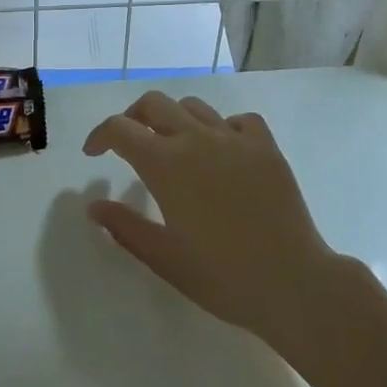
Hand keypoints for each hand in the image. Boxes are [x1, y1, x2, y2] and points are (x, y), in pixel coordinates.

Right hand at [82, 92, 335, 343]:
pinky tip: (223, 152)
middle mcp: (197, 139)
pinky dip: (222, 127)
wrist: (292, 282)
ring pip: (194, 107)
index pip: (120, 129)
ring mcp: (235, 139)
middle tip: (129, 144)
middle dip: (133, 118)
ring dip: (174, 119)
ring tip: (174, 147)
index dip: (99, 136)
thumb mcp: (163, 257)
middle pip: (154, 104)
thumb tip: (94, 206)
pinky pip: (238, 120)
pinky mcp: (266, 147)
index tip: (94, 154)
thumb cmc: (221, 276)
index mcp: (165, 164)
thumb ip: (124, 226)